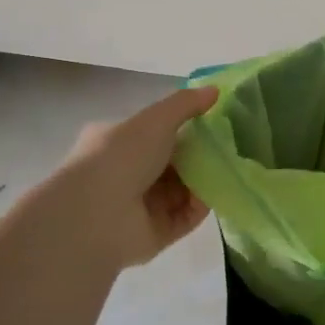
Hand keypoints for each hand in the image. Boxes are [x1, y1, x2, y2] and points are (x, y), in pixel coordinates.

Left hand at [53, 85, 218, 270]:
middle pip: (172, 164)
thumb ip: (186, 104)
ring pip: (181, 191)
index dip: (184, 129)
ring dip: (204, 182)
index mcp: (117, 143)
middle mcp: (125, 174)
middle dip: (199, 157)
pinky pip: (184, 218)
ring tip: (228, 171)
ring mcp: (138, 207)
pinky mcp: (153, 234)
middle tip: (227, 149)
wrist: (95, 214)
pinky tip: (215, 196)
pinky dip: (200, 207)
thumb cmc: (121, 156)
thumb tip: (215, 90)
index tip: (213, 124)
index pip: (155, 134)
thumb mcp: (155, 119)